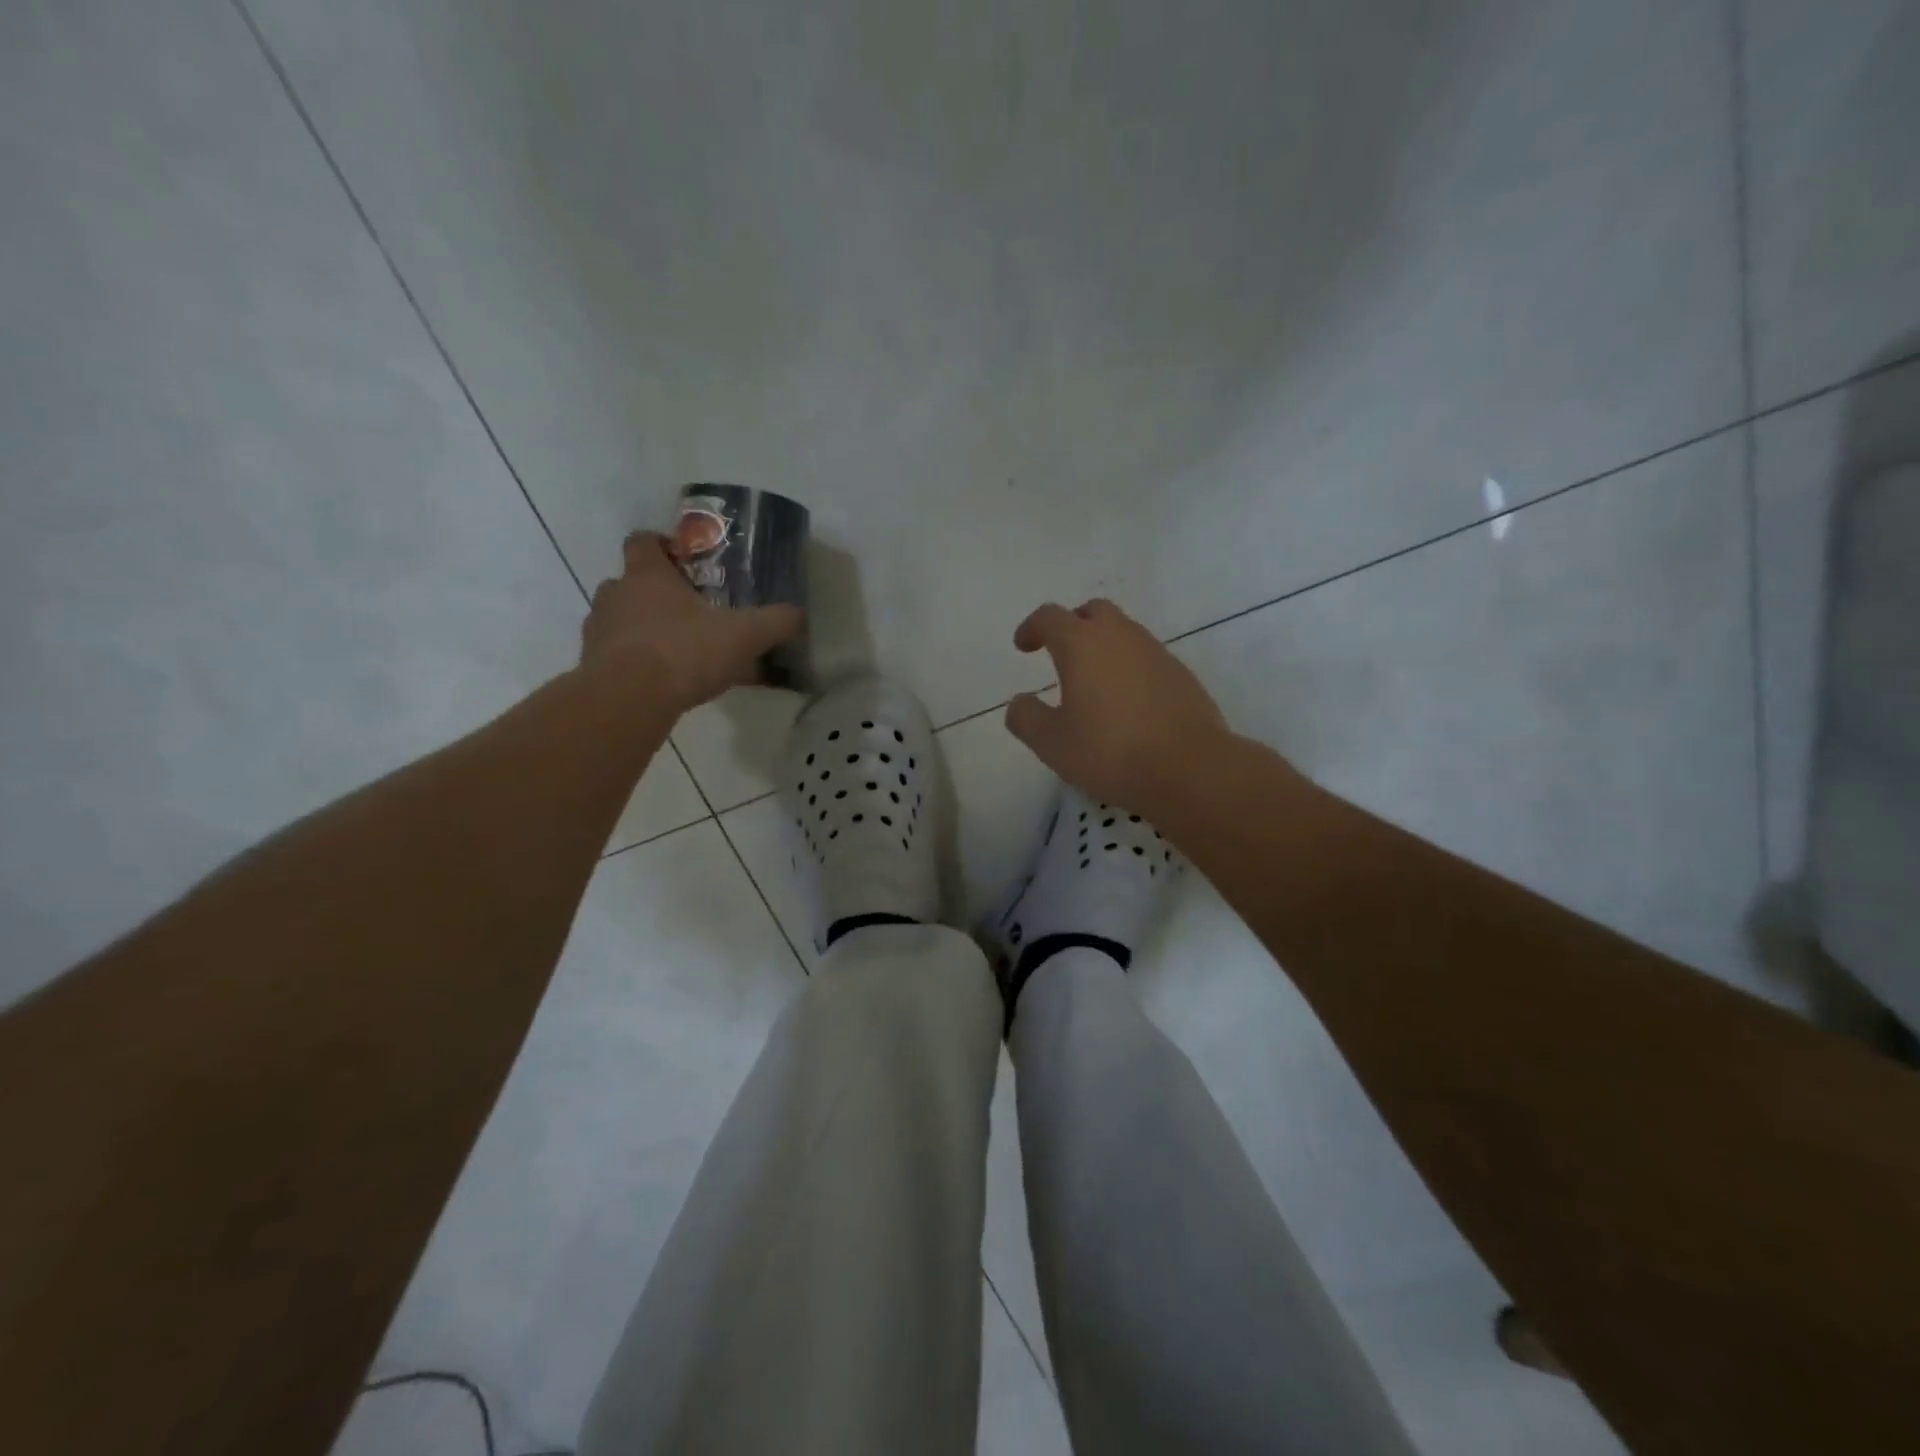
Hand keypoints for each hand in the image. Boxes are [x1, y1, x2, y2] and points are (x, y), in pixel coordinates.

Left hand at [581, 532, 801, 714]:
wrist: (629, 699)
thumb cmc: (684, 650)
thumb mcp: (744, 635)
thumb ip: (775, 622)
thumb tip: (799, 615)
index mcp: (647, 574)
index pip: (643, 541)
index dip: (661, 545)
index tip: (683, 561)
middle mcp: (615, 594)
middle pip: (632, 582)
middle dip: (658, 595)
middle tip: (691, 613)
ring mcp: (598, 631)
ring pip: (623, 621)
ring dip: (646, 631)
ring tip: (680, 652)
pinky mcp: (593, 666)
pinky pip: (619, 657)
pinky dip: (638, 664)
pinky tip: (667, 684)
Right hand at [1004, 598, 1232, 813]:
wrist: (1190, 768)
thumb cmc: (1110, 751)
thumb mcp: (1052, 743)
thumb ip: (1026, 717)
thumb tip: (1020, 702)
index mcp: (1082, 644)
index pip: (1050, 617)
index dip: (1032, 627)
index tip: (1023, 646)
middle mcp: (1121, 637)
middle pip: (1093, 611)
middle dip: (1073, 625)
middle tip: (1060, 652)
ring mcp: (1156, 653)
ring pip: (1124, 633)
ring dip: (1104, 647)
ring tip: (1093, 683)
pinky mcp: (1181, 675)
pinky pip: (1147, 659)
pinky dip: (1129, 669)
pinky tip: (1127, 704)